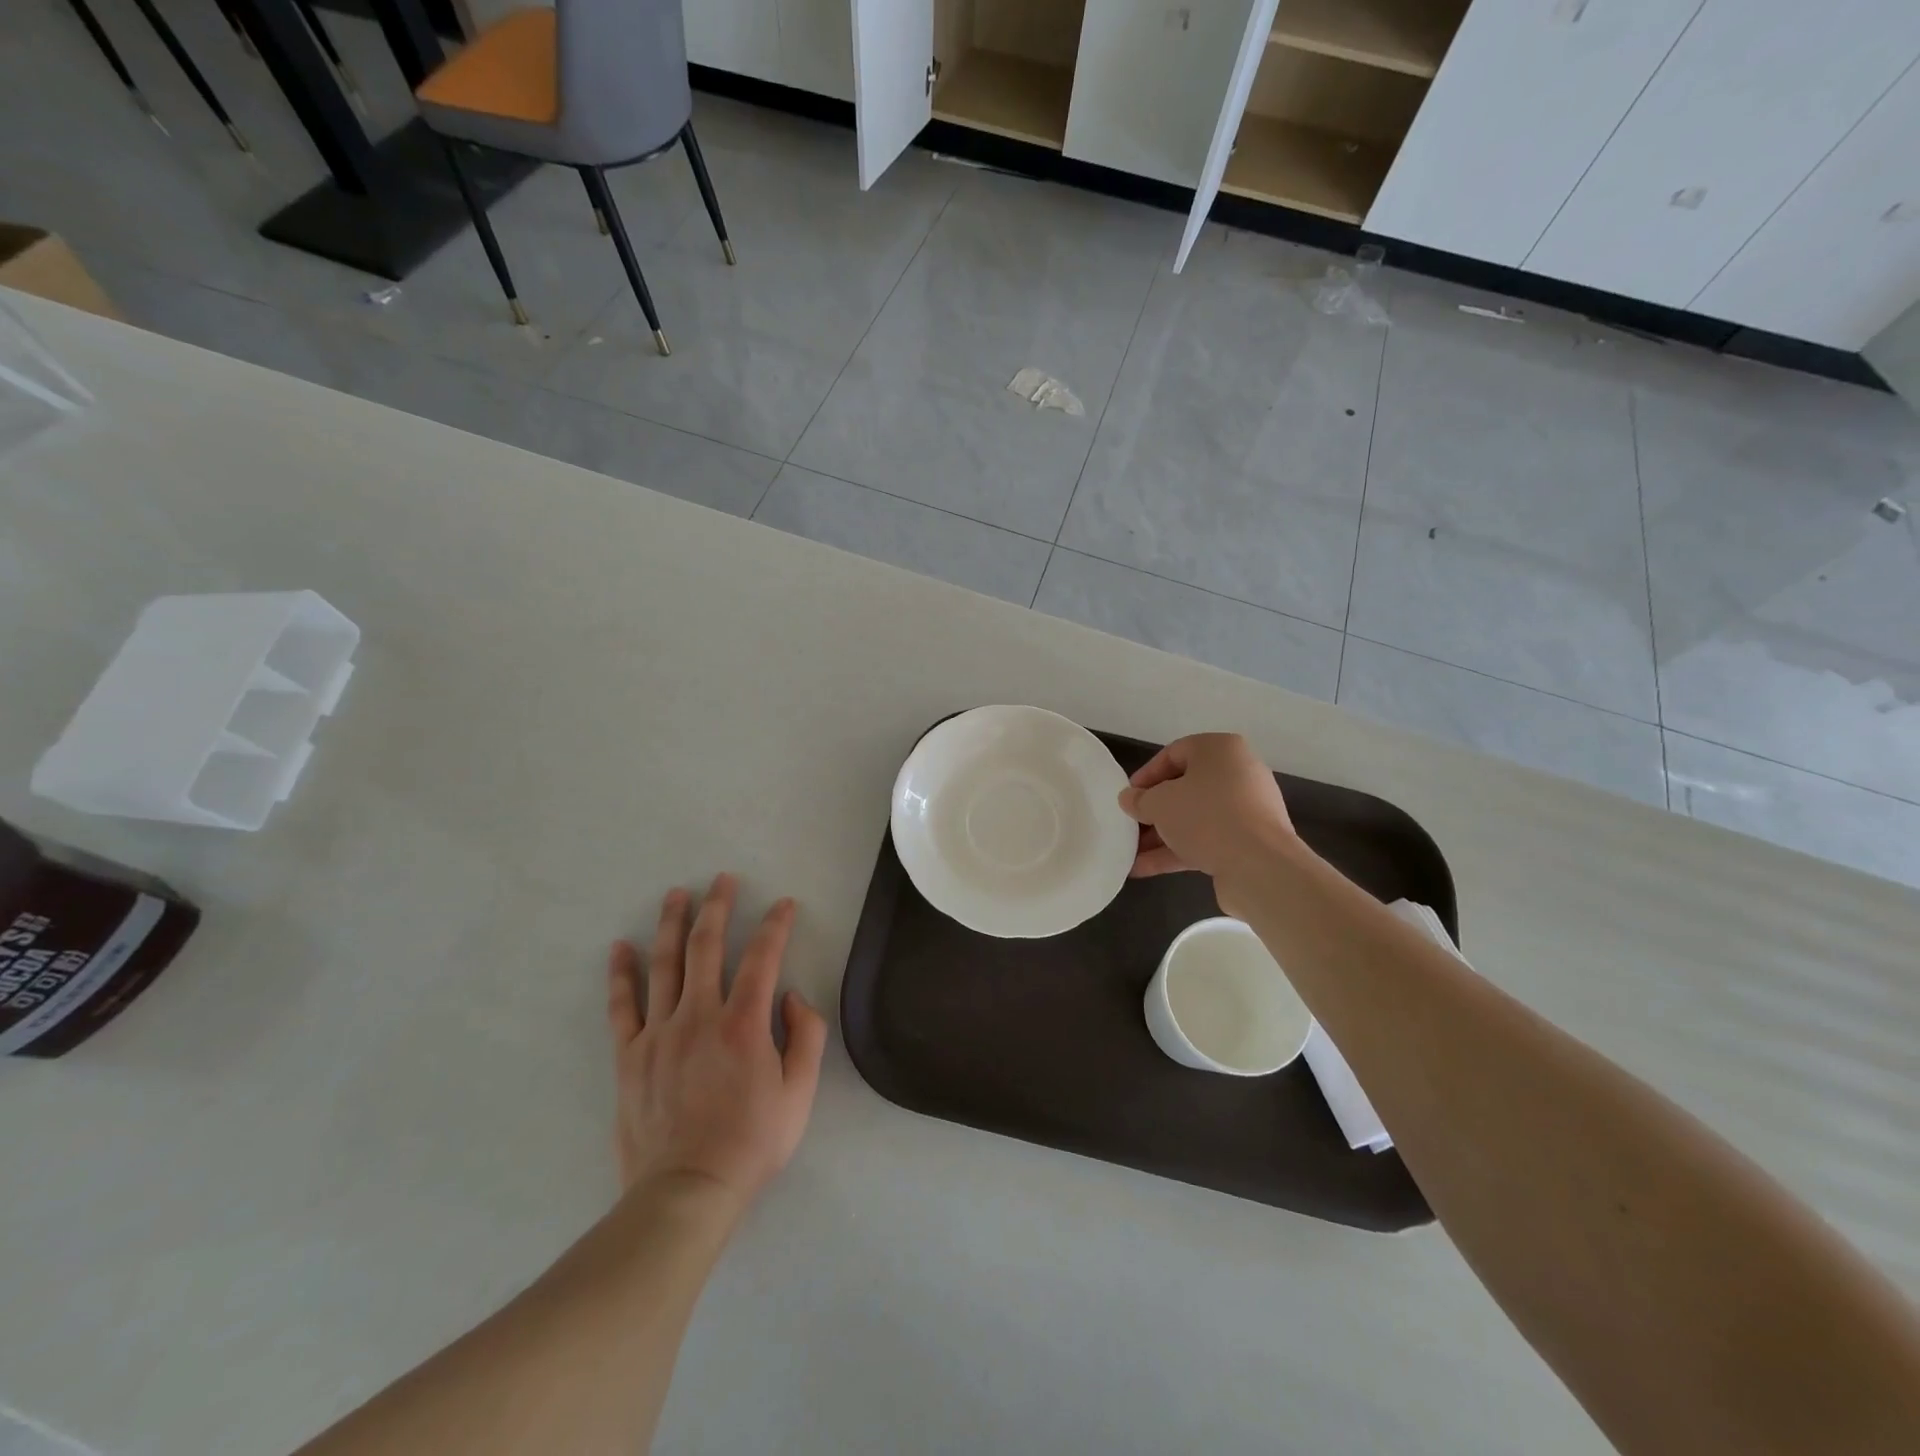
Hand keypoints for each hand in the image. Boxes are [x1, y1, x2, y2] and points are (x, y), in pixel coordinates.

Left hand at [605, 874, 827, 1215]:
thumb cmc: (751, 1142)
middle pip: (707, 946)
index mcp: (744, 1023)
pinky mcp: (630, 1055)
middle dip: (718, 906)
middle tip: (723, 879)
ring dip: (672, 924)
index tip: (784, 904)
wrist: (687, 1191)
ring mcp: (659, 1033)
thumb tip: (789, 996)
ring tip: (676, 894)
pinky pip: (622, 1005)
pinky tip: (621, 947)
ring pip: (664, 964)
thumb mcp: (800, 1093)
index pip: (763, 957)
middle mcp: (700, 1016)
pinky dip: (621, 973)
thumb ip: (805, 1036)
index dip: (776, 925)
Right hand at [1117, 734, 1296, 912]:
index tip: (1128, 797)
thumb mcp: (1159, 803)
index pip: (1174, 754)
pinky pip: (1207, 840)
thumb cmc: (1205, 817)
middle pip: (1186, 788)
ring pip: (1195, 817)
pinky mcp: (1249, 841)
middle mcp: (1238, 774)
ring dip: (1162, 835)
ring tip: (1131, 853)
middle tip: (1130, 825)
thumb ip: (1140, 799)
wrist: (1259, 866)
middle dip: (1154, 810)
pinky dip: (1178, 851)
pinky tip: (1145, 869)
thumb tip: (1130, 799)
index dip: (1146, 775)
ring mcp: (1247, 810)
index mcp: (1220, 750)